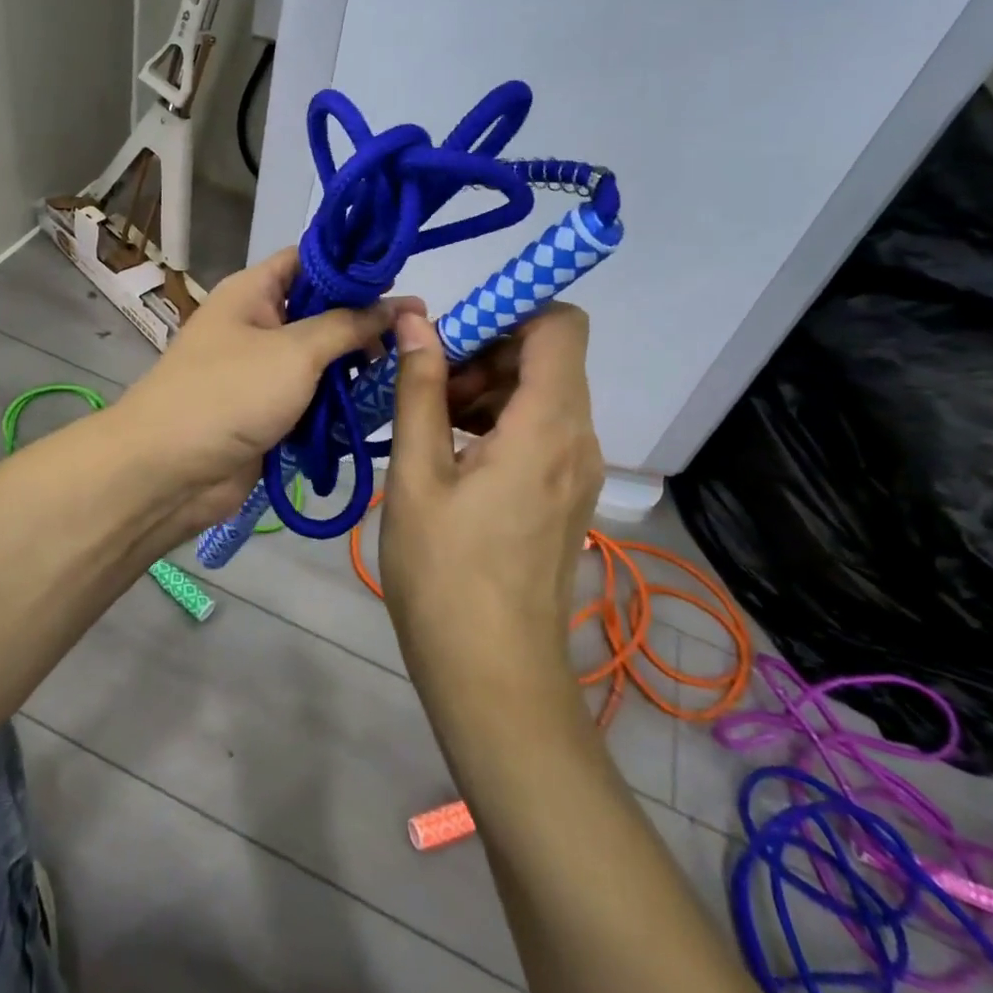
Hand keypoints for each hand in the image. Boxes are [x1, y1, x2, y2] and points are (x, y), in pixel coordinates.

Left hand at [112, 248, 415, 539]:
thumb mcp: (295, 351)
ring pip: (321, 357)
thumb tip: (402, 304)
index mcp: (254, 291)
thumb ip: (350, 325)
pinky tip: (379, 403)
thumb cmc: (229, 394)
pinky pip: (313, 396)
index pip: (310, 259)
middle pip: (321, 310)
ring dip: (355, 365)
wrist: (168, 473)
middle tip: (416, 331)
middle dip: (364, 320)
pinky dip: (340, 400)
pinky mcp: (269, 410)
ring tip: (406, 368)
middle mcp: (259, 322)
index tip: (403, 276)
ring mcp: (263, 369)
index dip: (353, 264)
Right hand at [380, 305, 604, 678]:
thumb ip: (419, 390)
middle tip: (427, 388)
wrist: (494, 679)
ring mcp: (577, 471)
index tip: (451, 337)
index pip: (559, 325)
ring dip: (487, 390)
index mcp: (547, 425)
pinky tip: (451, 456)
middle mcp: (578, 439)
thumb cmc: (445, 574)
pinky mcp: (566, 496)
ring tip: (430, 424)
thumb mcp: (417, 475)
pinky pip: (541, 431)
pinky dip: (499, 423)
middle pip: (546, 358)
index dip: (509, 312)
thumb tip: (415, 321)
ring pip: (541, 394)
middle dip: (485, 354)